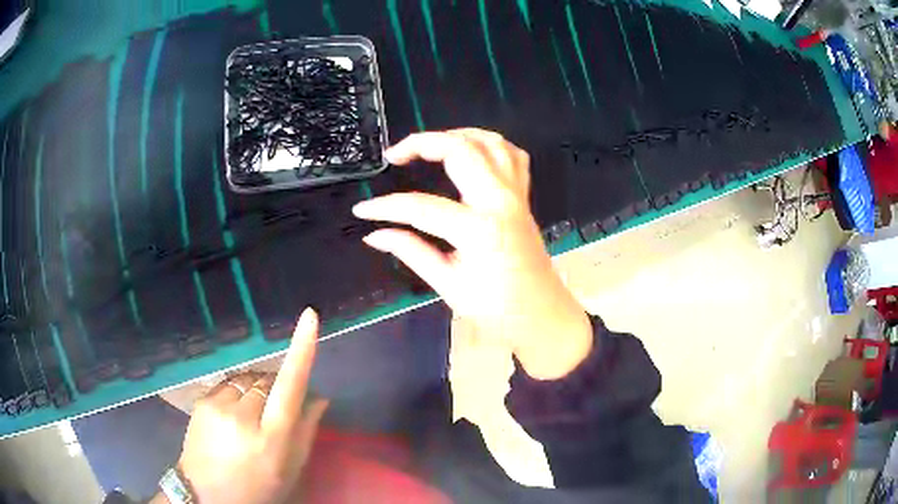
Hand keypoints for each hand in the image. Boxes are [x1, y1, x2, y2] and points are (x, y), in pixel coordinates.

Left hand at [169, 308, 327, 503]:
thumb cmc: (258, 489)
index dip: (301, 350)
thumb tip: (319, 397)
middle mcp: (243, 416)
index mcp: (272, 438)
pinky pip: (228, 384)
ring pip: (248, 379)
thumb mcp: (290, 470)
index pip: (290, 386)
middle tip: (275, 412)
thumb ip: (306, 432)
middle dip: (277, 387)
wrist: (206, 495)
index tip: (310, 316)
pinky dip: (237, 393)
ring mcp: (218, 405)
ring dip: (256, 389)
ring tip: (252, 416)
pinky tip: (233, 415)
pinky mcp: (202, 401)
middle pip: (268, 379)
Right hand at [353, 129, 591, 378]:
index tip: (363, 210)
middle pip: (459, 149)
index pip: (421, 207)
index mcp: (479, 229)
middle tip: (393, 155)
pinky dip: (488, 145)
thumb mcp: (448, 285)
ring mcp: (516, 194)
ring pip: (489, 141)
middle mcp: (499, 201)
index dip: (386, 207)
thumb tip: (374, 235)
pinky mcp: (524, 197)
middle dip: (420, 143)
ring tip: (428, 146)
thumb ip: (411, 252)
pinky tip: (470, 153)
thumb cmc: (497, 309)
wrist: (542, 315)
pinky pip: (511, 155)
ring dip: (456, 135)